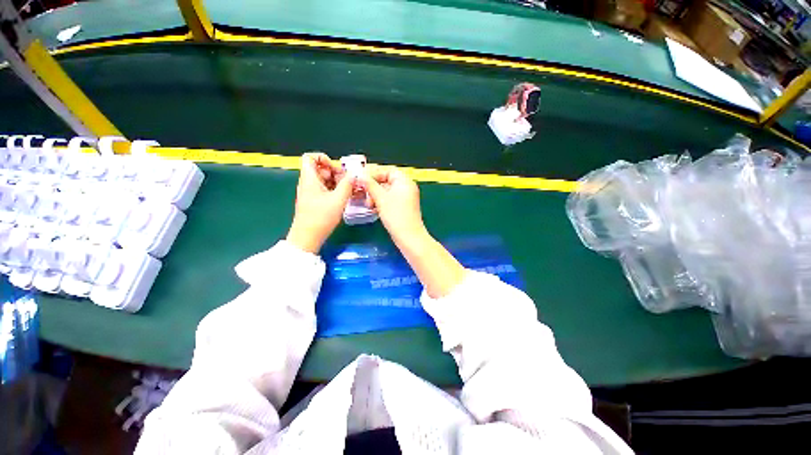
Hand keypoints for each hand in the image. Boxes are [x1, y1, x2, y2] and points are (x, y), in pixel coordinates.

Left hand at [286, 153, 353, 252]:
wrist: (308, 237)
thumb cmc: (321, 218)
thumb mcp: (338, 200)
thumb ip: (347, 185)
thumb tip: (354, 175)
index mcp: (309, 179)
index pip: (310, 157)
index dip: (324, 158)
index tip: (336, 169)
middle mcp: (308, 183)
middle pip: (320, 168)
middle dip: (335, 172)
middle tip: (347, 182)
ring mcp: (310, 193)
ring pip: (324, 179)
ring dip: (337, 182)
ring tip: (348, 190)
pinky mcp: (314, 201)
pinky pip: (325, 189)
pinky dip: (334, 190)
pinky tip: (344, 197)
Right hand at [360, 165, 425, 245]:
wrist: (408, 236)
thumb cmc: (396, 215)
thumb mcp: (381, 198)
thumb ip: (370, 185)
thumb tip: (360, 176)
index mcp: (404, 181)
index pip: (387, 170)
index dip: (374, 173)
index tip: (361, 179)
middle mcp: (407, 187)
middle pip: (387, 180)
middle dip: (373, 186)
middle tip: (363, 192)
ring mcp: (406, 198)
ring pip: (387, 191)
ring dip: (376, 195)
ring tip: (368, 204)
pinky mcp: (403, 207)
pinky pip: (390, 200)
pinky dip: (381, 202)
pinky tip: (373, 208)